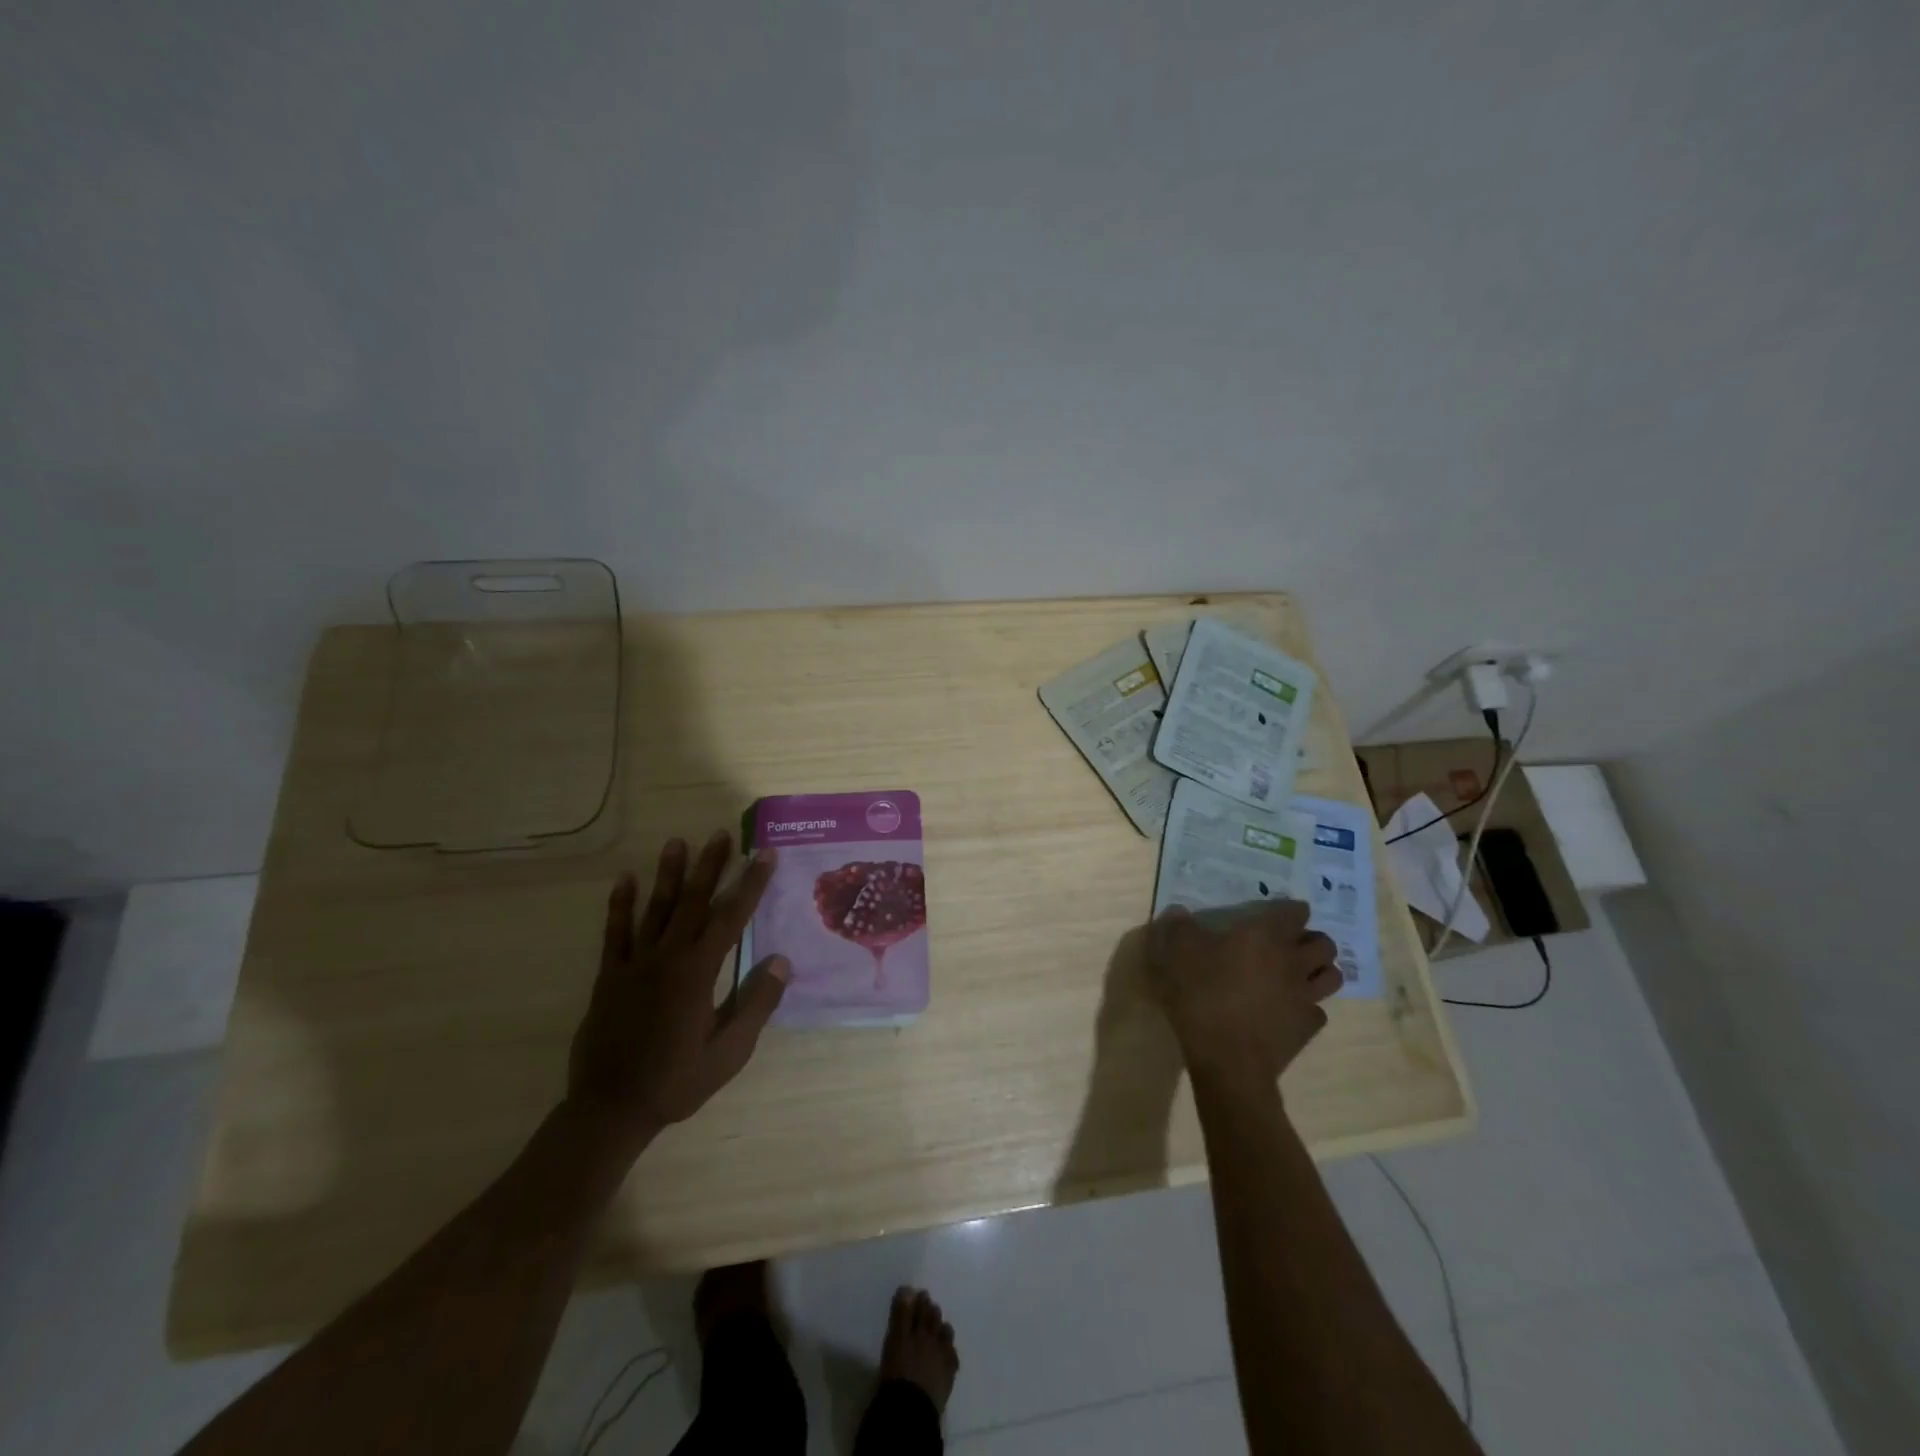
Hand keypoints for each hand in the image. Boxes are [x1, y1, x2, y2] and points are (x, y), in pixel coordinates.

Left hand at [567, 831, 789, 1144]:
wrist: (610, 1109)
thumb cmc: (677, 1081)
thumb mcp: (730, 1052)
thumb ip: (756, 1004)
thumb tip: (781, 961)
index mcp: (698, 973)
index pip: (731, 917)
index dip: (750, 884)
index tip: (764, 855)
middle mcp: (667, 958)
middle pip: (692, 902)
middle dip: (710, 866)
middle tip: (721, 834)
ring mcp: (634, 964)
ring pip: (655, 909)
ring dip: (668, 874)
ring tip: (677, 842)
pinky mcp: (609, 976)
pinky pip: (615, 933)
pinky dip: (620, 905)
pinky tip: (625, 880)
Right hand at [1145, 900, 1340, 1092]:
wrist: (1228, 1060)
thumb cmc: (1203, 997)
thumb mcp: (1177, 954)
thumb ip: (1179, 927)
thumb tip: (1179, 912)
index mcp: (1265, 936)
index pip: (1294, 912)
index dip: (1288, 910)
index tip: (1275, 914)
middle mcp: (1293, 962)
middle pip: (1325, 944)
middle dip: (1312, 940)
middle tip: (1290, 945)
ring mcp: (1305, 997)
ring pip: (1332, 977)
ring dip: (1319, 971)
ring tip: (1299, 974)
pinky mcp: (1307, 1029)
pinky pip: (1318, 1011)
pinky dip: (1307, 1008)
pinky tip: (1288, 1011)